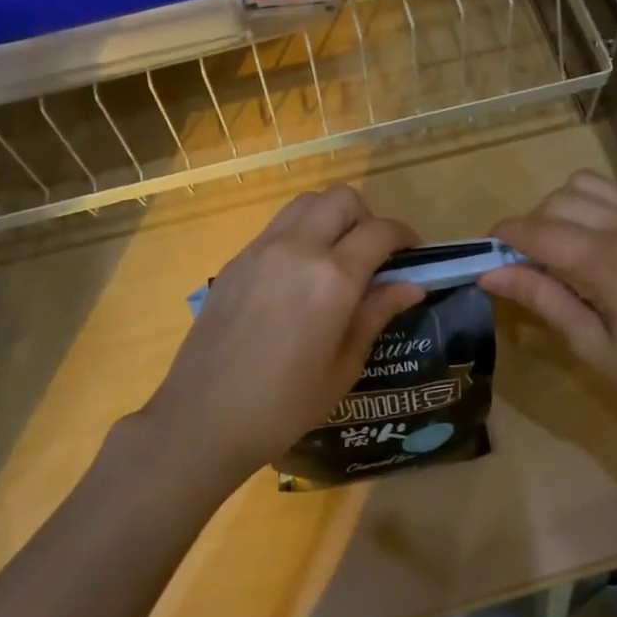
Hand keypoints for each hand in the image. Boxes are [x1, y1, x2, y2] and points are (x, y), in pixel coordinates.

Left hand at [138, 186, 423, 484]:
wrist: (203, 418)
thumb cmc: (284, 405)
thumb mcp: (343, 367)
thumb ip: (376, 314)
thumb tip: (412, 286)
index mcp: (332, 279)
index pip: (380, 231)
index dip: (405, 237)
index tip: (413, 256)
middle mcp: (297, 249)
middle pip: (342, 199)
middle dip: (367, 218)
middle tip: (372, 256)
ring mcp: (261, 250)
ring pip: (306, 203)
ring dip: (331, 218)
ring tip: (336, 259)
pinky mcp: (236, 261)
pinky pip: (278, 227)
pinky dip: (300, 234)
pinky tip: (298, 277)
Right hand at [482, 170, 616, 441]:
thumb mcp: (593, 346)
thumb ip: (542, 299)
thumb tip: (490, 275)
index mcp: (613, 261)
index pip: (542, 231)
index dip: (506, 237)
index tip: (483, 252)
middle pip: (561, 199)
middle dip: (531, 224)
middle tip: (519, 264)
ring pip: (587, 187)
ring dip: (559, 210)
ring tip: (552, 251)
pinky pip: (615, 198)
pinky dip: (588, 209)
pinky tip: (585, 246)